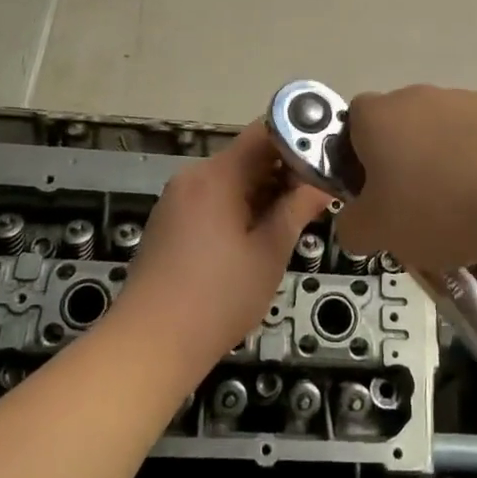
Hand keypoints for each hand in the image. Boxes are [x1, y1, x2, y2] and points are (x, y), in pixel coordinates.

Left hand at [113, 120, 329, 375]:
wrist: (149, 346)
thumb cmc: (218, 298)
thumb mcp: (269, 253)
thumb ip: (297, 209)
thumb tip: (324, 183)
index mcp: (217, 175)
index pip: (265, 132)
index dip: (299, 137)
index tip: (327, 154)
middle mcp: (193, 177)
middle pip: (247, 155)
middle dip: (285, 170)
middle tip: (319, 193)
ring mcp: (177, 199)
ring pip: (231, 179)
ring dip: (264, 191)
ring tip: (295, 216)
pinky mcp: (169, 222)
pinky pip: (212, 198)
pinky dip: (239, 206)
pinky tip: (258, 235)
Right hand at [335, 86, 476, 269]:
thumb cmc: (442, 201)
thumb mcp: (380, 232)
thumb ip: (353, 229)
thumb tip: (356, 224)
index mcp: (375, 116)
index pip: (348, 129)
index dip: (354, 166)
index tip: (373, 203)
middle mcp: (415, 97)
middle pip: (398, 138)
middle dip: (404, 177)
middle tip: (416, 221)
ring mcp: (464, 100)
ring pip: (442, 145)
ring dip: (446, 178)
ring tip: (466, 224)